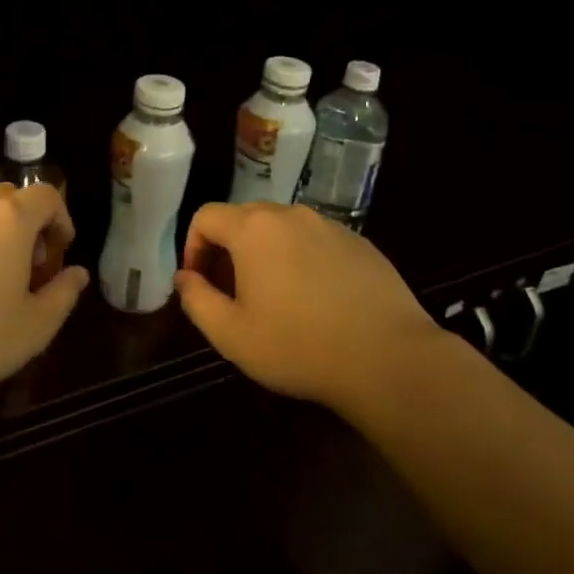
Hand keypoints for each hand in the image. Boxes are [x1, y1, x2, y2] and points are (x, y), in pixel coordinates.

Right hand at [174, 202, 443, 406]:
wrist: (388, 358)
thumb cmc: (298, 346)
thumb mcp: (231, 335)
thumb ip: (197, 300)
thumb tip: (185, 278)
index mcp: (253, 228)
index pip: (206, 216)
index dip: (193, 246)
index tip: (199, 281)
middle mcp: (291, 215)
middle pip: (244, 217)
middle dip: (228, 249)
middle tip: (232, 291)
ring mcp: (330, 225)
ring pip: (283, 228)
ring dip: (267, 253)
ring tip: (275, 296)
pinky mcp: (360, 242)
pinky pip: (316, 241)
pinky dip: (303, 259)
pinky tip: (316, 299)